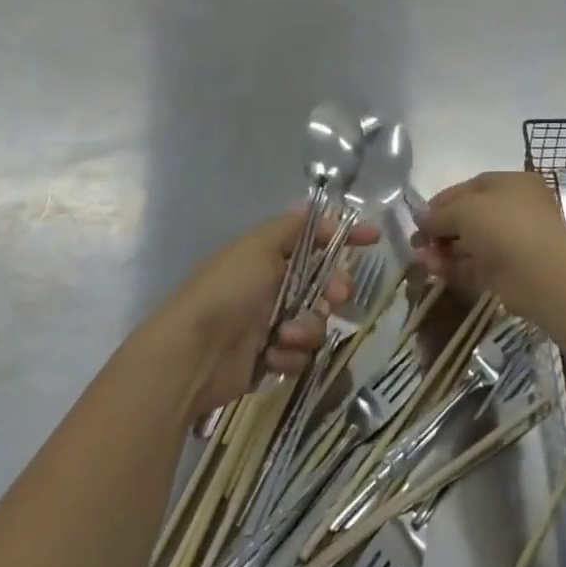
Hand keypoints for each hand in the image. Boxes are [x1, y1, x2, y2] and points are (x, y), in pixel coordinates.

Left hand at [155, 209, 375, 422]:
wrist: (191, 353)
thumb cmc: (227, 290)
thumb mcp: (259, 246)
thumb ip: (293, 228)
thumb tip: (317, 209)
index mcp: (268, 255)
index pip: (314, 239)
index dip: (344, 236)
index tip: (374, 238)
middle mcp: (272, 285)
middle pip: (323, 284)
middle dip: (334, 289)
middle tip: (336, 296)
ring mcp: (271, 323)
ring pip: (316, 322)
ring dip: (306, 329)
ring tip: (283, 336)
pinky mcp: (269, 358)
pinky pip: (300, 353)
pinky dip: (289, 355)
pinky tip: (271, 357)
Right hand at [413, 171, 565, 319]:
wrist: (541, 274)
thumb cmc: (504, 225)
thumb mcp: (464, 210)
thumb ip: (438, 214)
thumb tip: (419, 217)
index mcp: (510, 184)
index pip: (469, 188)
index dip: (441, 202)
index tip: (418, 217)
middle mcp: (514, 211)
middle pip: (468, 218)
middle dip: (440, 230)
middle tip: (417, 243)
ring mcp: (512, 244)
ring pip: (470, 244)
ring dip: (443, 251)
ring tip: (421, 260)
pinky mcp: (509, 273)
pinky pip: (476, 267)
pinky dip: (454, 268)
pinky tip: (434, 271)